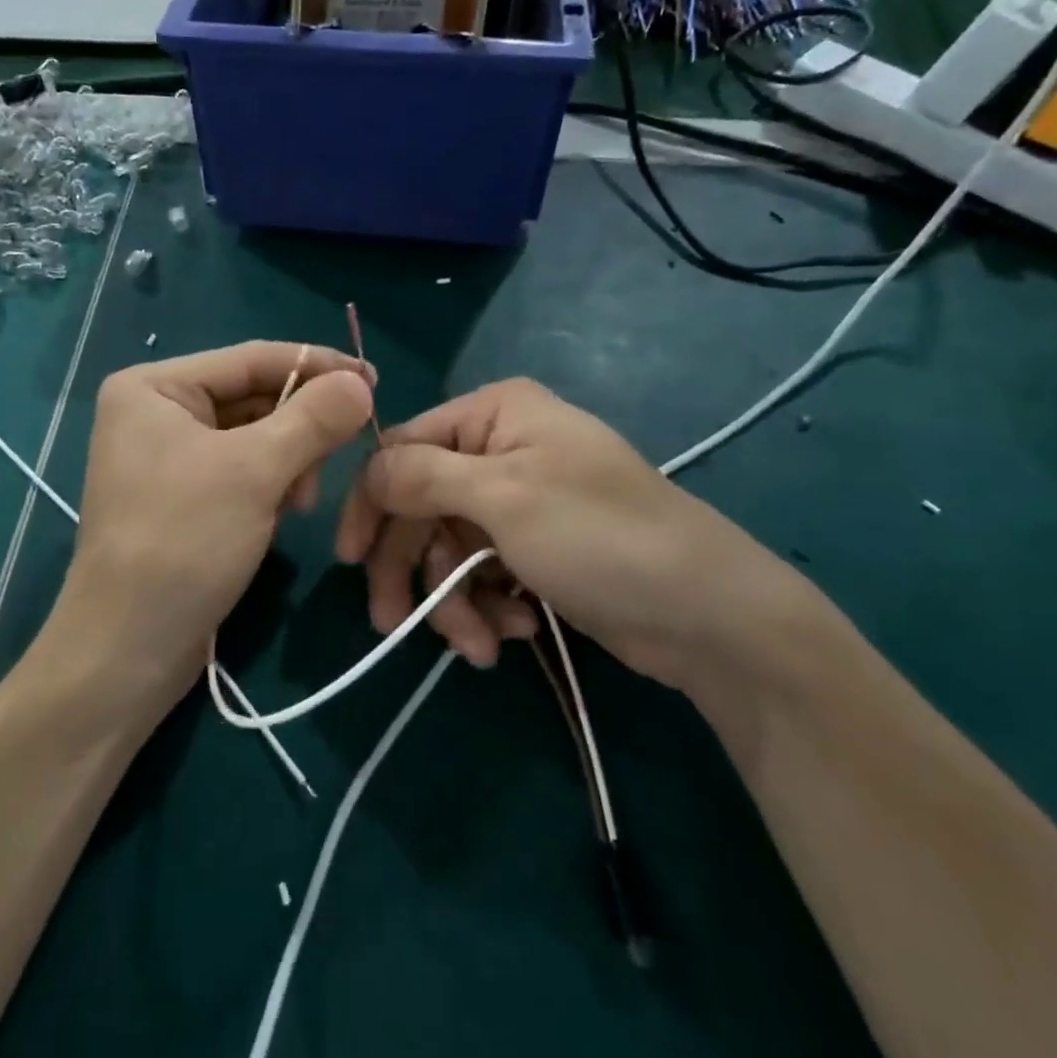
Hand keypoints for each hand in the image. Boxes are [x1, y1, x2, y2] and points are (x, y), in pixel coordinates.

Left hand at [39, 341, 374, 716]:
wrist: (127, 651)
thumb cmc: (182, 543)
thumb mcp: (254, 472)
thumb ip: (312, 419)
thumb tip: (360, 383)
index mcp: (155, 387)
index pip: (251, 359)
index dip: (317, 366)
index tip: (374, 379)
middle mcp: (157, 411)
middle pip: (253, 396)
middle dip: (301, 424)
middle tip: (347, 445)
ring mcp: (168, 455)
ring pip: (254, 435)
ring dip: (290, 459)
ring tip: (303, 498)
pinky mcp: (183, 495)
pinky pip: (242, 468)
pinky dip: (272, 483)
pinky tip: (284, 511)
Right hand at [335, 378, 807, 689]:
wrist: (707, 614)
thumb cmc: (600, 536)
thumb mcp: (504, 497)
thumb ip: (422, 476)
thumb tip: (366, 470)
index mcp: (493, 414)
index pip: (402, 449)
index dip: (373, 503)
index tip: (349, 559)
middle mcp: (501, 448)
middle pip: (422, 505)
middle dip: (415, 568)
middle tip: (394, 625)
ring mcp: (519, 500)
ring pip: (448, 548)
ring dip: (455, 600)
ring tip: (482, 643)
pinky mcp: (535, 548)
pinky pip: (482, 572)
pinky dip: (487, 606)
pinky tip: (514, 630)